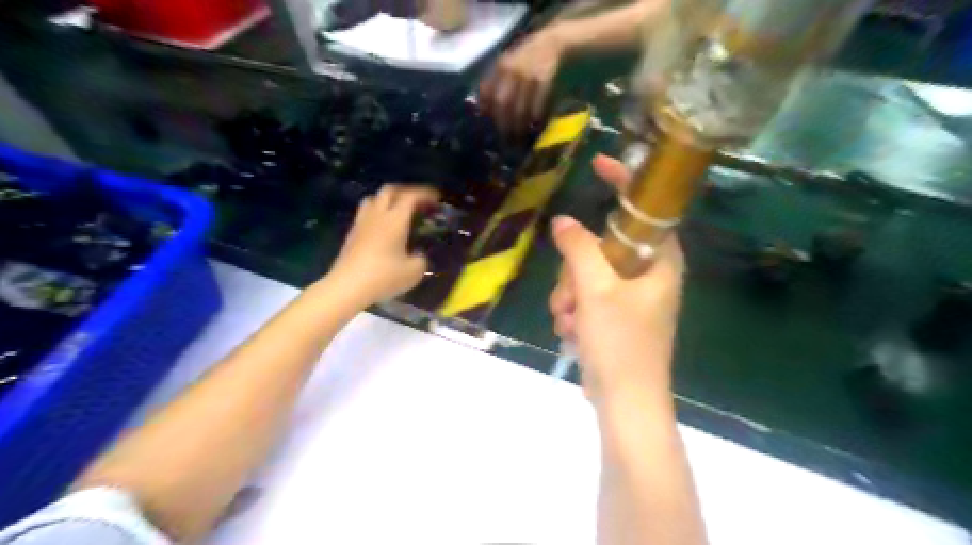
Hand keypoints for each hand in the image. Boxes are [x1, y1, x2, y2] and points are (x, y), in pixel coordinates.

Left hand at [333, 186, 442, 306]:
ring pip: (373, 199)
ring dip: (387, 200)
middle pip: (389, 191)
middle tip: (417, 202)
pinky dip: (377, 214)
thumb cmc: (384, 276)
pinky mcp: (352, 234)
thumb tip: (419, 256)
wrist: (348, 287)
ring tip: (397, 211)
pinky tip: (383, 228)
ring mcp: (361, 223)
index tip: (436, 197)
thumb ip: (421, 259)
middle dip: (405, 192)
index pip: (410, 196)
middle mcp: (377, 215)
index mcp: (395, 219)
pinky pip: (365, 214)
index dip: (424, 194)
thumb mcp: (414, 272)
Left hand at [478, 25, 571, 134]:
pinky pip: (537, 102)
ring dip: (519, 126)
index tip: (490, 131)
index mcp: (500, 68)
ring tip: (520, 141)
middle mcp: (510, 70)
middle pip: (502, 104)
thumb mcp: (509, 67)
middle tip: (506, 142)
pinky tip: (535, 127)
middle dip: (504, 125)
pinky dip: (535, 117)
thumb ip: (497, 85)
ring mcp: (527, 74)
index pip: (488, 94)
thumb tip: (484, 112)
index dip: (488, 114)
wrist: (554, 42)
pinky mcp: (543, 77)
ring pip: (519, 106)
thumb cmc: (529, 59)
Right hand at [551, 154, 685, 399]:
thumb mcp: (596, 290)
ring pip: (589, 274)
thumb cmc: (621, 343)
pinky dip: (574, 311)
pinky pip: (587, 298)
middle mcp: (650, 275)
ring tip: (568, 322)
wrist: (625, 403)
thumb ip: (579, 249)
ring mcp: (632, 298)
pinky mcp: (616, 317)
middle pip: (605, 246)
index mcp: (661, 261)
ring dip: (570, 294)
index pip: (646, 209)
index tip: (599, 164)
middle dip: (576, 270)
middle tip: (568, 295)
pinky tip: (571, 333)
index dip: (625, 183)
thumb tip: (563, 222)